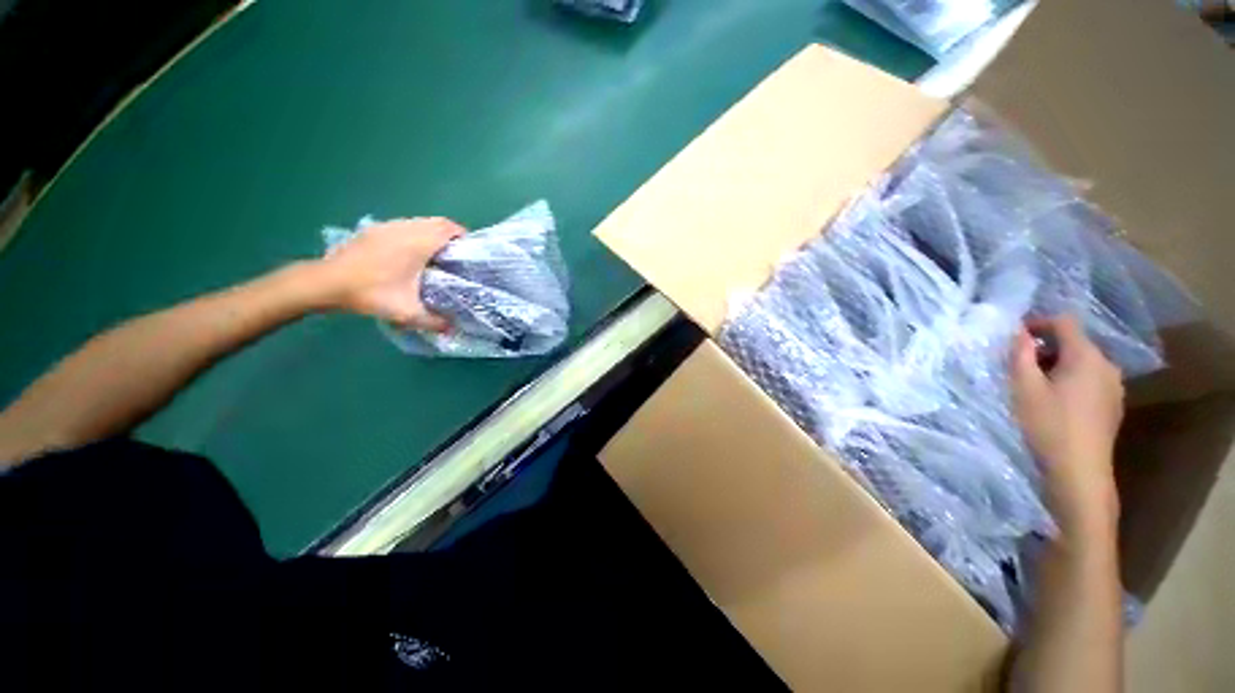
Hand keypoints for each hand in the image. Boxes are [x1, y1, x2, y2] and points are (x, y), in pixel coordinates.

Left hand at [315, 217, 464, 331]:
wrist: (326, 282)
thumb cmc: (371, 292)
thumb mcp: (407, 312)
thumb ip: (434, 321)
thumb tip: (452, 329)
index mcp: (419, 242)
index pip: (449, 228)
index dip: (464, 236)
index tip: (470, 251)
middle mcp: (406, 228)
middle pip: (437, 222)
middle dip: (451, 235)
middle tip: (457, 255)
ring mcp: (388, 226)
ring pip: (420, 222)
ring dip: (433, 233)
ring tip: (437, 254)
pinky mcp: (375, 229)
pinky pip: (405, 225)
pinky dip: (416, 233)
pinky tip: (411, 253)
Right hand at [1010, 316, 1124, 535]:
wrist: (1080, 471)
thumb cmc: (1049, 425)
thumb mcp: (1024, 387)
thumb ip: (1021, 355)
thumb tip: (1019, 332)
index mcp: (1086, 356)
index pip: (1064, 323)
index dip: (1038, 323)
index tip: (1015, 336)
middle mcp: (1106, 365)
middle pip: (1075, 343)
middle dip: (1046, 348)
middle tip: (1020, 365)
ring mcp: (1114, 386)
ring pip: (1083, 363)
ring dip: (1058, 365)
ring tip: (1036, 385)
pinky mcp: (1113, 404)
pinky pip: (1090, 380)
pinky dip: (1071, 380)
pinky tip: (1056, 401)